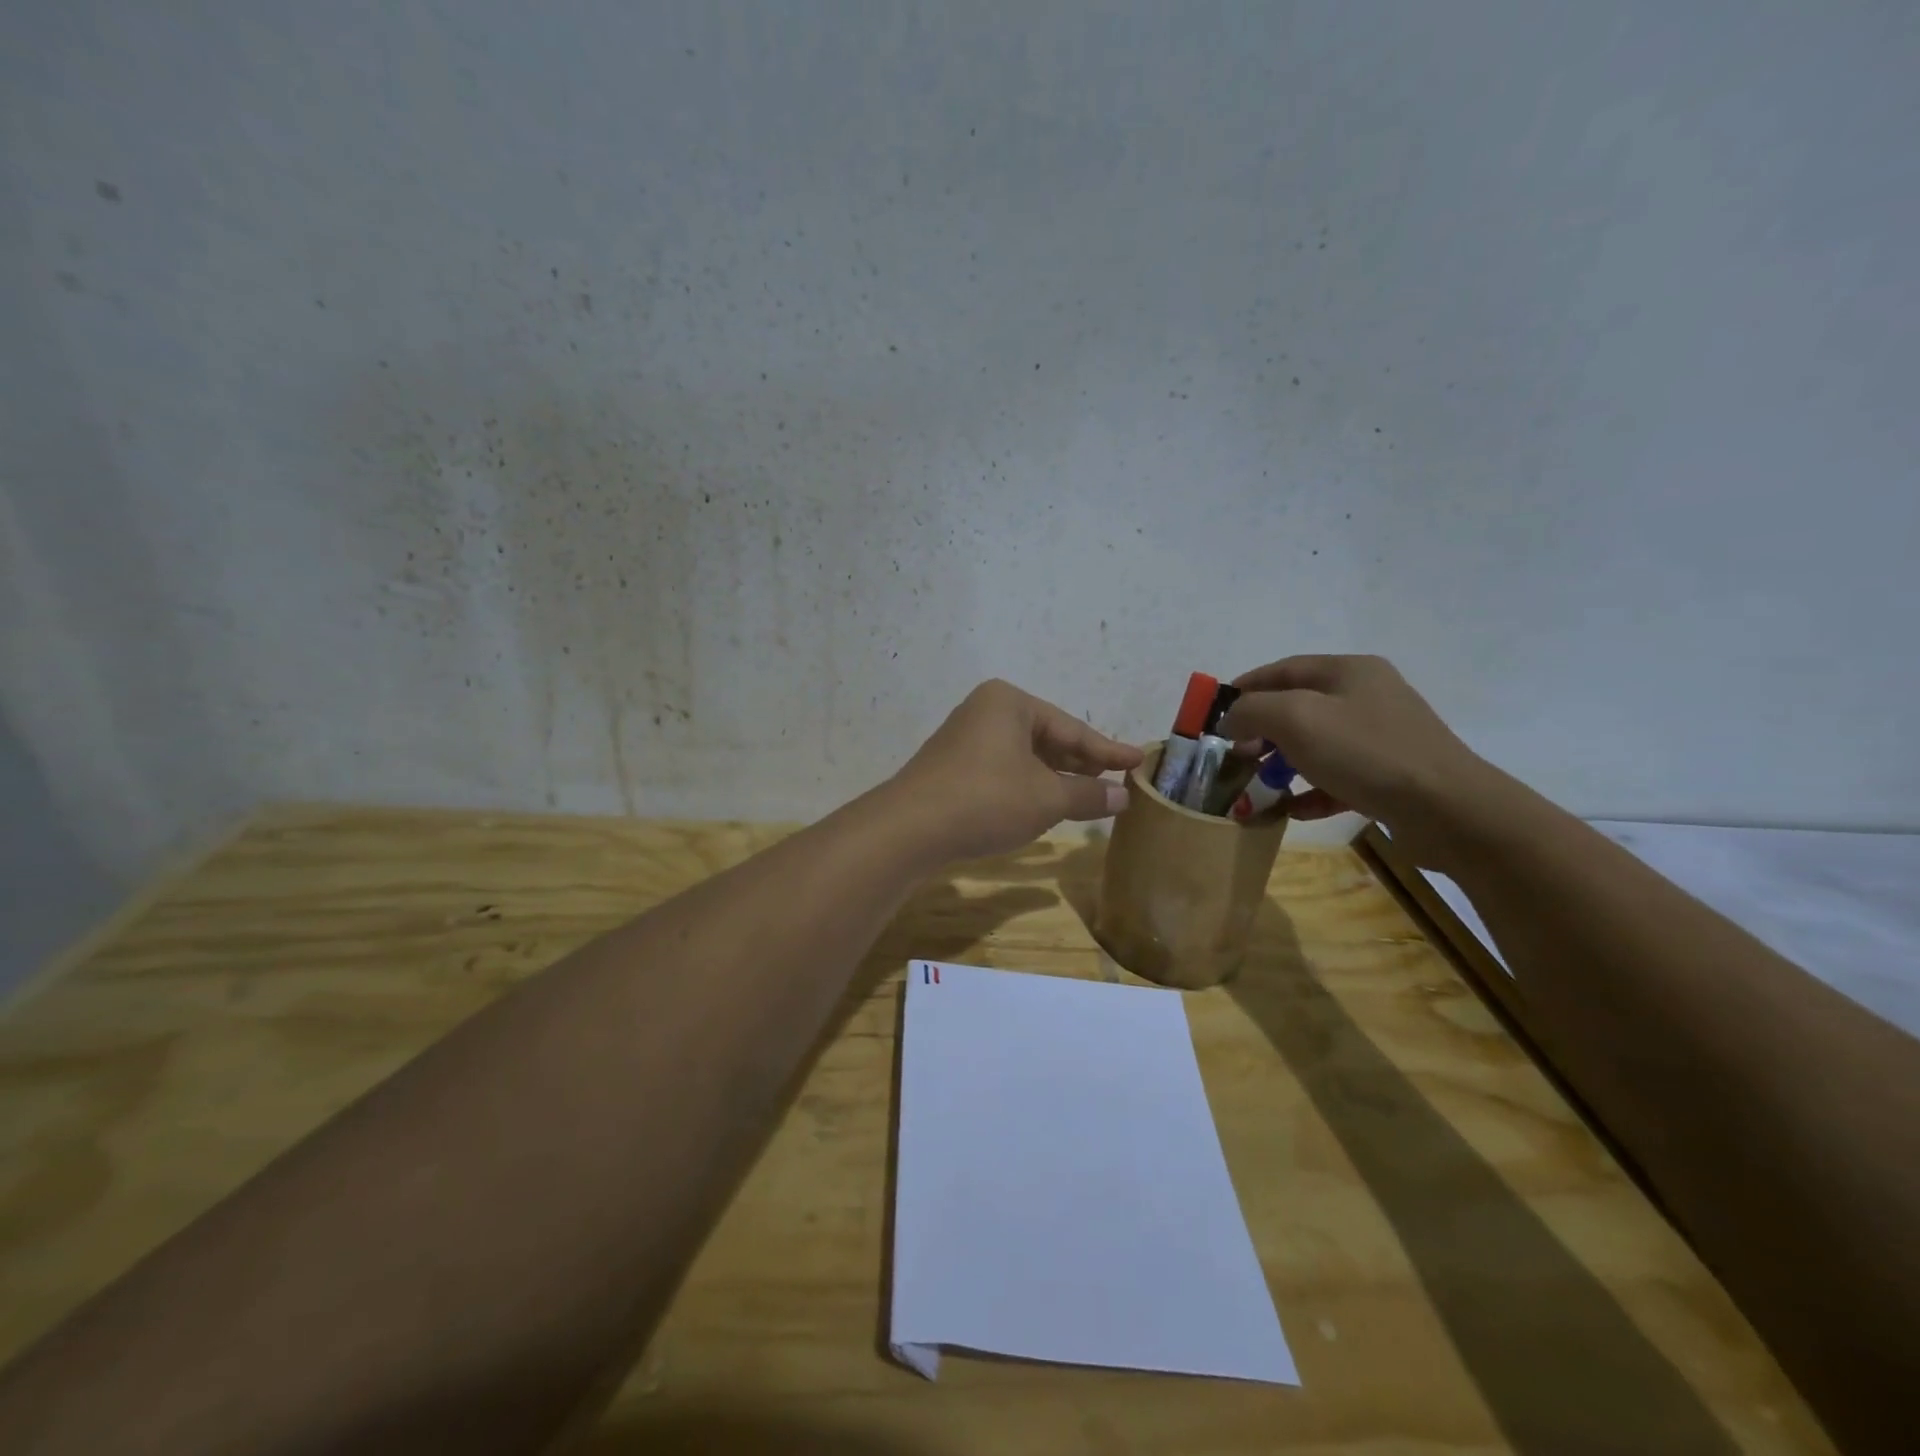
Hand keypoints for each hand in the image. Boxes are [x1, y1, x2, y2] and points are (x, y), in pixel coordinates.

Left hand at [885, 680, 1143, 861]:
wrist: (910, 828)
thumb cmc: (987, 800)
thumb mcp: (1046, 798)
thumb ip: (1088, 794)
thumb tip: (1123, 796)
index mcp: (1009, 703)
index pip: (1071, 727)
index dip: (1108, 749)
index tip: (1139, 761)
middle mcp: (985, 711)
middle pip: (1047, 738)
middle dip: (1081, 763)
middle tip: (1116, 781)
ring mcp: (965, 739)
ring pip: (1024, 756)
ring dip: (1055, 777)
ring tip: (1088, 796)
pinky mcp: (952, 767)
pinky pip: (1003, 770)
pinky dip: (1029, 785)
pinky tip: (1044, 804)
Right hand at [1221, 655, 1489, 854]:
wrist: (1449, 810)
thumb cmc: (1366, 753)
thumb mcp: (1296, 719)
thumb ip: (1252, 710)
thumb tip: (1230, 719)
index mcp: (1348, 671)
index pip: (1282, 670)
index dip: (1243, 689)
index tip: (1213, 715)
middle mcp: (1367, 696)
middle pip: (1298, 707)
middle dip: (1261, 731)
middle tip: (1234, 755)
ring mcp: (1382, 736)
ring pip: (1316, 744)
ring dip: (1282, 764)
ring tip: (1258, 785)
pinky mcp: (1391, 775)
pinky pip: (1337, 777)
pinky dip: (1311, 790)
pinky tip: (1292, 810)